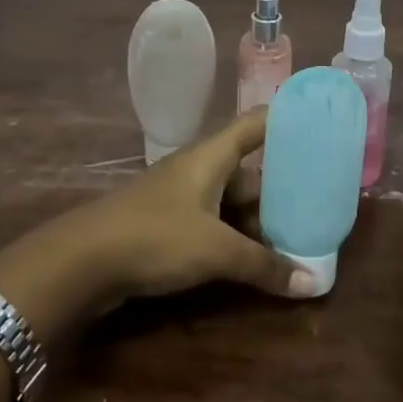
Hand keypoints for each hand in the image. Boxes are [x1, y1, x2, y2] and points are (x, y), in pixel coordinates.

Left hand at [53, 111, 316, 304]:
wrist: (82, 260)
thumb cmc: (155, 236)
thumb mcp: (215, 250)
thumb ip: (264, 265)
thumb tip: (313, 283)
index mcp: (211, 156)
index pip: (256, 123)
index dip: (287, 118)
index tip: (320, 123)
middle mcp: (198, 169)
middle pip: (248, 170)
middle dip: (281, 189)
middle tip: (318, 204)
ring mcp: (180, 197)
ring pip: (231, 201)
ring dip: (258, 220)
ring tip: (295, 239)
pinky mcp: (167, 224)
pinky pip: (212, 223)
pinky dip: (234, 237)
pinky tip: (254, 260)